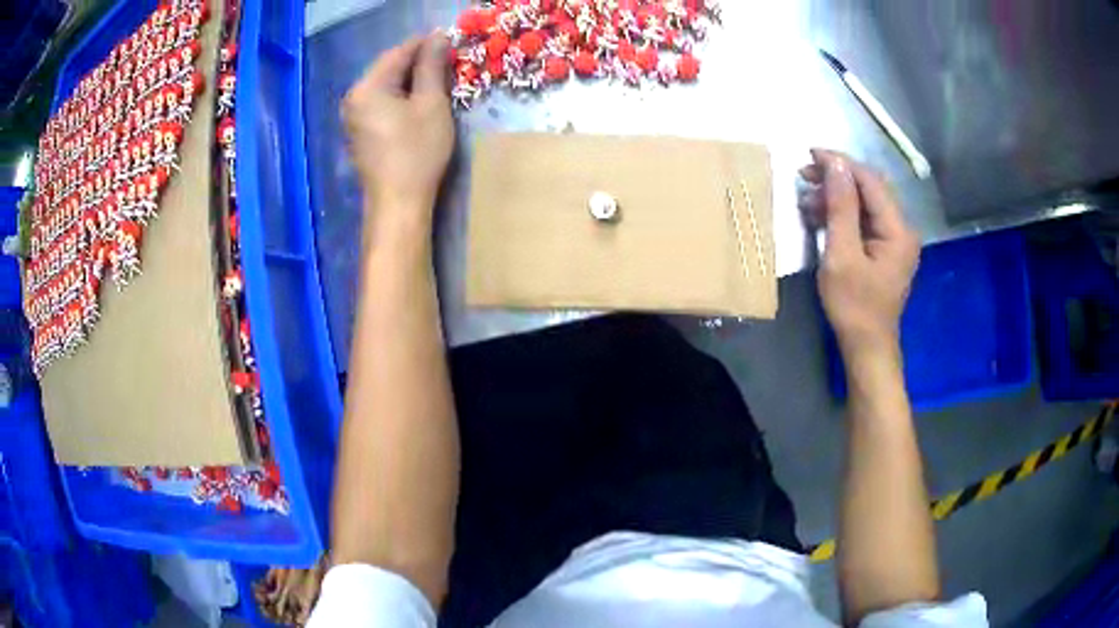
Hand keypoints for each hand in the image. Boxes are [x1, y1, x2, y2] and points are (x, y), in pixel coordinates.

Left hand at [342, 33, 454, 237]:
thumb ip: (432, 67)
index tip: (449, 39)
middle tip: (446, 60)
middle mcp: (354, 98)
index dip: (424, 44)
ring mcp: (353, 116)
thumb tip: (437, 38)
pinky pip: (380, 101)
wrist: (397, 204)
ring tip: (436, 79)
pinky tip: (418, 100)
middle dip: (416, 61)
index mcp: (368, 87)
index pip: (398, 53)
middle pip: (388, 68)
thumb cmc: (417, 152)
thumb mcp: (431, 104)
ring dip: (410, 78)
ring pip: (384, 85)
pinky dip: (399, 96)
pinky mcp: (359, 132)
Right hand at [800, 149, 919, 355]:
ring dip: (838, 196)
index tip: (809, 155)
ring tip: (807, 200)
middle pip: (870, 188)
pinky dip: (844, 214)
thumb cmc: (854, 306)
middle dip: (837, 178)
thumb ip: (841, 207)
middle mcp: (902, 229)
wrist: (867, 348)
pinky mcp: (886, 250)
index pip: (870, 180)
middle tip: (804, 177)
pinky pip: (865, 221)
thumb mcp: (842, 255)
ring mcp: (896, 240)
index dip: (840, 163)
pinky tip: (822, 217)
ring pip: (866, 203)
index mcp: (898, 229)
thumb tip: (834, 164)